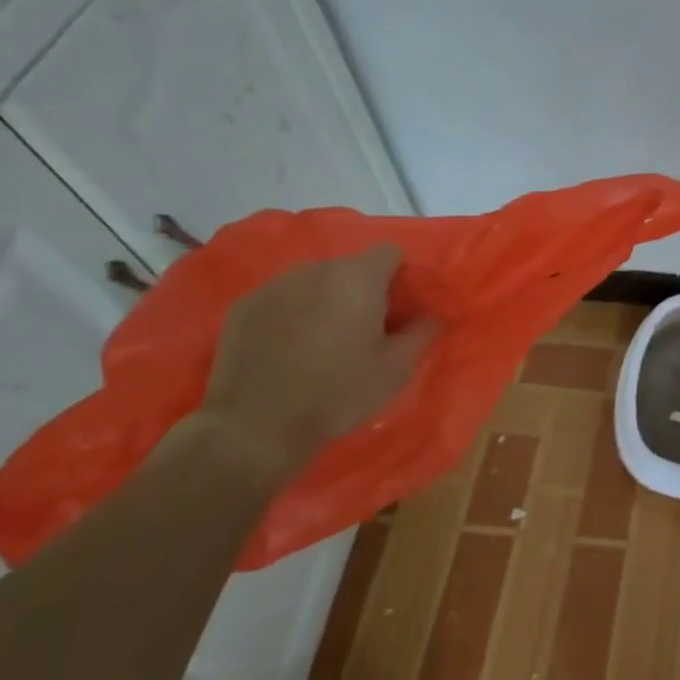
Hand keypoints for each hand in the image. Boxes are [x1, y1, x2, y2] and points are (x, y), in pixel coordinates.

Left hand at [198, 245, 439, 476]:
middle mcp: (316, 270)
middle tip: (365, 328)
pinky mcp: (244, 306)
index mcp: (358, 278)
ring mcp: (274, 285)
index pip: (389, 252)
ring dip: (326, 299)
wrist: (255, 427)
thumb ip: (422, 332)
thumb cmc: (338, 393)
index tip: (400, 308)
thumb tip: (435, 314)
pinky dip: (292, 312)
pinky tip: (289, 347)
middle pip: (350, 266)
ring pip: (314, 281)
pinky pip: (282, 297)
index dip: (399, 276)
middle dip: (362, 289)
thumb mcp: (396, 369)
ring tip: (325, 339)